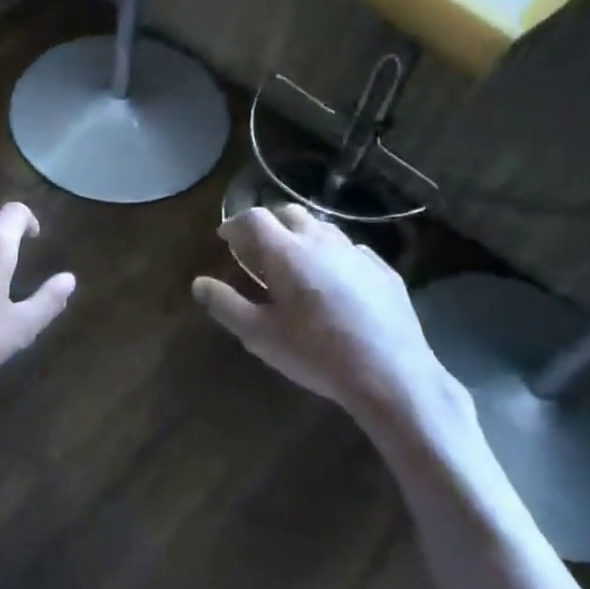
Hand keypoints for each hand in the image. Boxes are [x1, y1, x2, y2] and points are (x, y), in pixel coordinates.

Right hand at [192, 206, 474, 443]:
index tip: (226, 239)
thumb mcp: (260, 335)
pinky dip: (334, 255)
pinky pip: (351, 249)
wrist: (391, 375)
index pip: (253, 218)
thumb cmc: (316, 354)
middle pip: (289, 213)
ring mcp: (356, 253)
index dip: (235, 223)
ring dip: (302, 236)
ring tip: (296, 262)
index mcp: (286, 252)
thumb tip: (198, 283)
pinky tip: (335, 281)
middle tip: (258, 249)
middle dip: (269, 224)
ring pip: (322, 227)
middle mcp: (320, 241)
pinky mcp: (384, 270)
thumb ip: (225, 305)